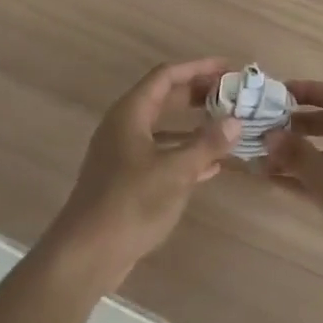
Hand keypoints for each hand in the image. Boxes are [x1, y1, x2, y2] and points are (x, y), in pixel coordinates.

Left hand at [46, 58, 240, 292]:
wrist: (86, 254)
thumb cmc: (130, 203)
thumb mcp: (175, 172)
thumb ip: (206, 144)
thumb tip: (235, 121)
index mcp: (130, 113)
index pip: (166, 76)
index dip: (198, 68)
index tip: (228, 68)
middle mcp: (123, 126)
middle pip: (163, 98)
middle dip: (197, 94)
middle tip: (230, 94)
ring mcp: (122, 153)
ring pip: (163, 127)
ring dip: (193, 125)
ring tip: (225, 125)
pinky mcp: (125, 179)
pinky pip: (160, 153)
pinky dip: (184, 152)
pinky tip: (210, 165)